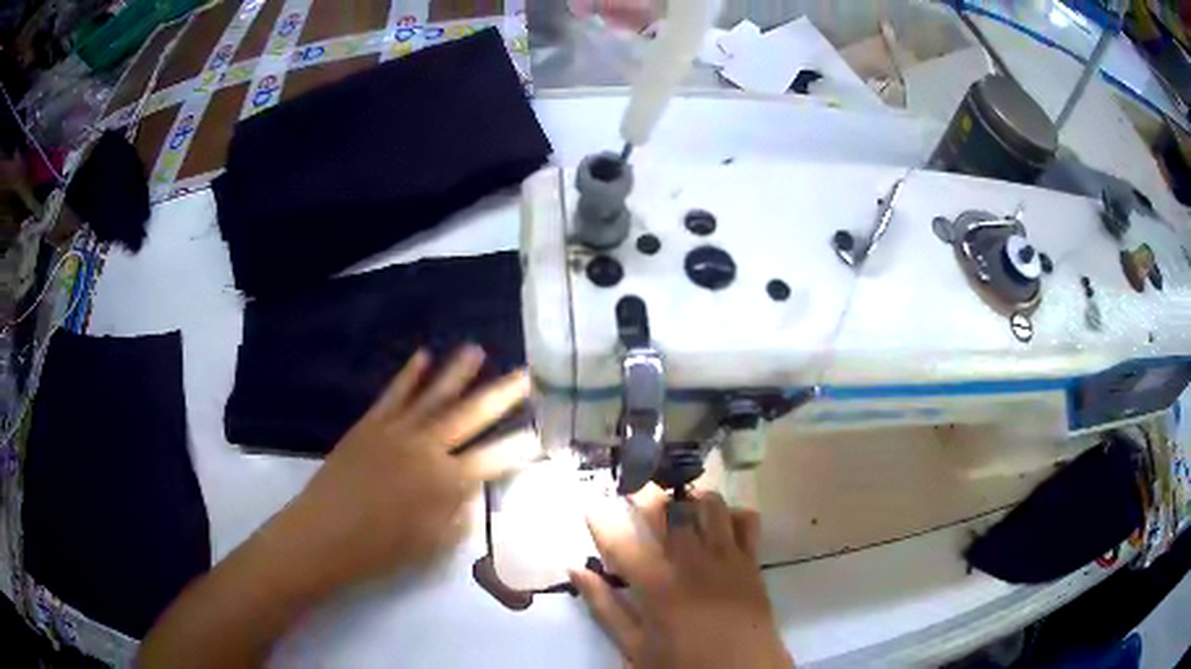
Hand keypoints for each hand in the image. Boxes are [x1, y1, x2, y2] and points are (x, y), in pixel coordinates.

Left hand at [279, 345, 533, 590]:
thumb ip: (457, 515)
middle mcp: (426, 449)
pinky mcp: (370, 424)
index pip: (492, 459)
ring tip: (476, 350)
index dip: (518, 447)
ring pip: (433, 396)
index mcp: (445, 483)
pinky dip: (408, 375)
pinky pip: (394, 395)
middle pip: (470, 416)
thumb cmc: (380, 549)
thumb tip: (469, 492)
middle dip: (501, 395)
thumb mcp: (431, 544)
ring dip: (457, 372)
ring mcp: (396, 431)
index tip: (539, 432)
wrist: (325, 534)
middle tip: (525, 375)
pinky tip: (422, 357)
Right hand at [570, 488, 792, 668]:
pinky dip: (732, 512)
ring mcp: (727, 558)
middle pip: (668, 510)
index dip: (600, 521)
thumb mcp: (635, 647)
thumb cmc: (683, 664)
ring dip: (689, 496)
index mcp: (656, 586)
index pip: (620, 542)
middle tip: (633, 491)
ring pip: (709, 504)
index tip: (590, 508)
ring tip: (676, 502)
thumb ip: (605, 608)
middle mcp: (692, 562)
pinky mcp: (752, 561)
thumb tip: (576, 571)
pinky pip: (747, 520)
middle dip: (646, 493)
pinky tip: (718, 522)